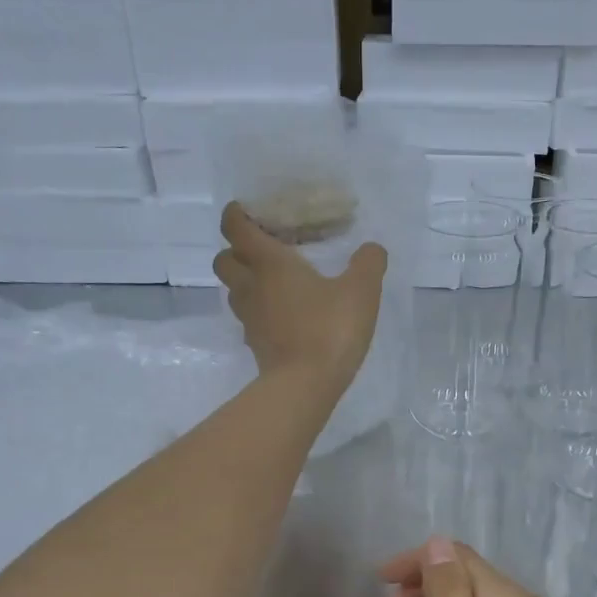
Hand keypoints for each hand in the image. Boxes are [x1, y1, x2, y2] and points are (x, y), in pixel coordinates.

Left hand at [214, 203, 386, 388]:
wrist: (305, 386)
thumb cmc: (328, 330)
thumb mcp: (360, 291)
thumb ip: (368, 264)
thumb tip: (372, 249)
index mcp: (268, 263)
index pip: (235, 226)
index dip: (237, 214)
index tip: (250, 210)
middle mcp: (250, 286)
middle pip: (224, 259)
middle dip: (237, 250)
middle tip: (265, 250)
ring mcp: (249, 319)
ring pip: (234, 290)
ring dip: (246, 281)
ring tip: (276, 282)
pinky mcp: (255, 345)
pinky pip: (249, 319)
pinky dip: (259, 311)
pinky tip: (284, 315)